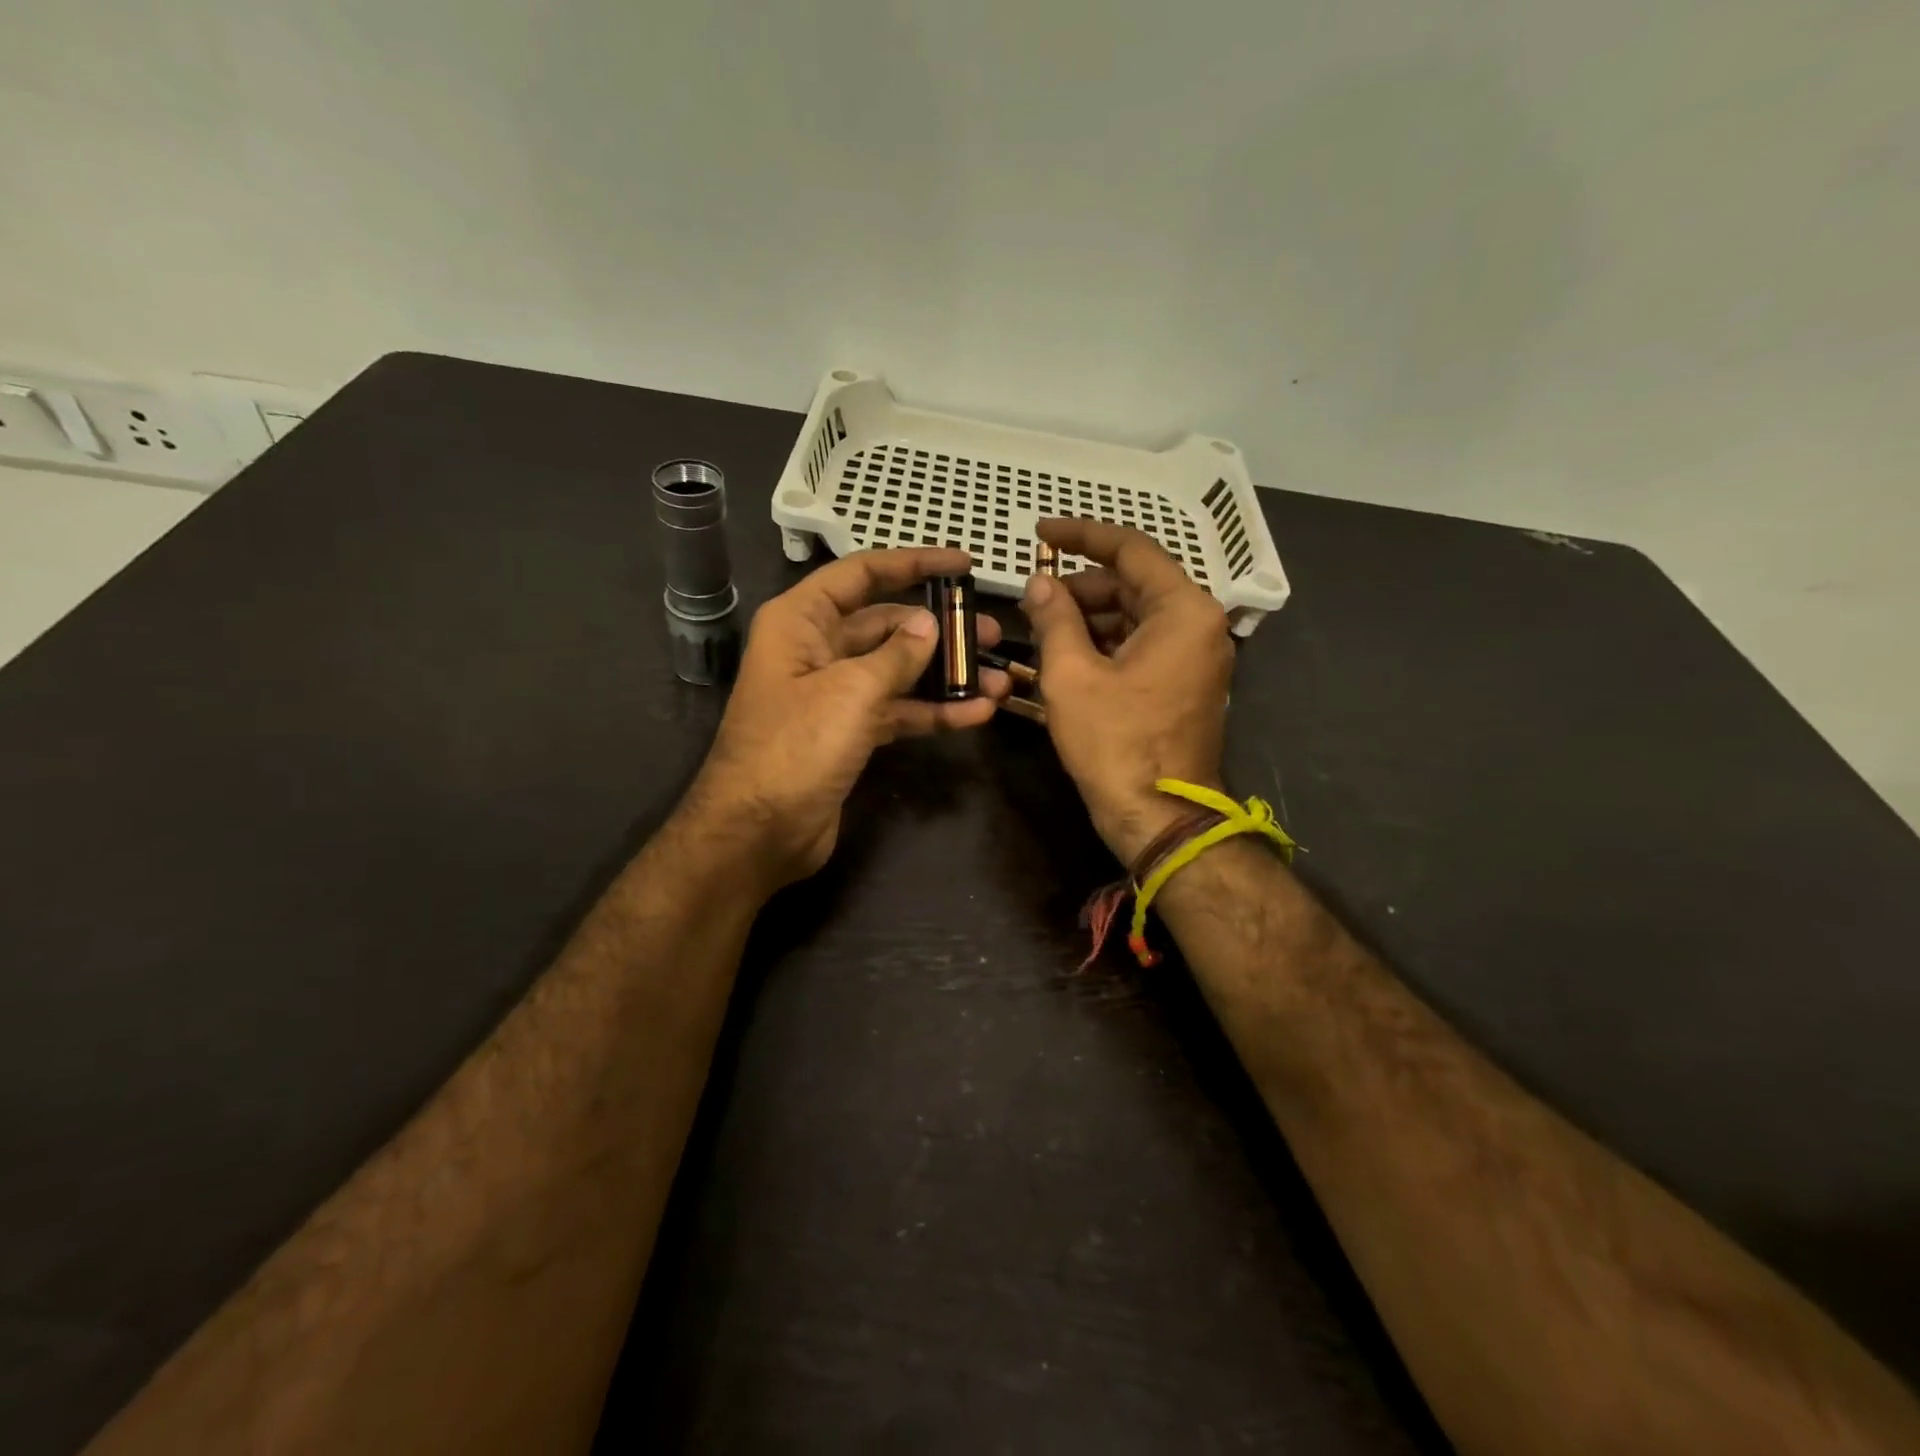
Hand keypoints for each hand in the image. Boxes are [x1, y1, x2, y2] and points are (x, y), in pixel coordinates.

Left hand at [686, 548, 1009, 892]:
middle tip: (992, 633)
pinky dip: (932, 712)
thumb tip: (928, 625)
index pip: (863, 574)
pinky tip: (976, 715)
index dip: (914, 563)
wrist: (759, 832)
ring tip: (998, 679)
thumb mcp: (851, 691)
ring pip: (898, 671)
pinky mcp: (849, 733)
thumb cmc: (795, 747)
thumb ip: (897, 654)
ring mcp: (834, 694)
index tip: (964, 565)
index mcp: (801, 621)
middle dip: (939, 629)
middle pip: (886, 624)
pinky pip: (897, 710)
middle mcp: (817, 649)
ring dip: (945, 676)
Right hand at [1020, 520, 1234, 862]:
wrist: (1159, 817)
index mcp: (1183, 611)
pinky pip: (1142, 645)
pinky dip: (1105, 642)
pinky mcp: (1184, 683)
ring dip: (1089, 616)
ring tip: (1041, 627)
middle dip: (1080, 585)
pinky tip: (1066, 652)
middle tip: (1032, 598)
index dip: (1081, 535)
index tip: (1040, 533)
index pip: (1131, 549)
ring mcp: (1195, 656)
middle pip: (1134, 583)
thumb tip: (1039, 583)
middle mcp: (1199, 625)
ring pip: (1135, 615)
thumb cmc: (1115, 744)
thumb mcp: (1071, 675)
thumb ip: (1054, 618)